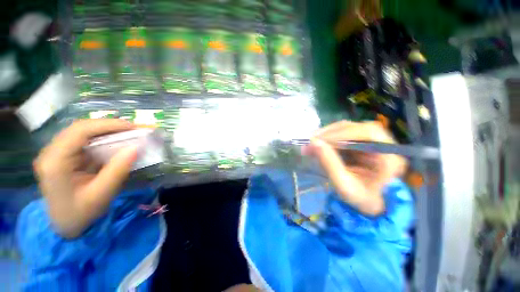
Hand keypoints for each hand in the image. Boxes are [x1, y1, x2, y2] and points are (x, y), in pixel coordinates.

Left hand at [33, 119, 137, 237]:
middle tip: (135, 129)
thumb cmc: (80, 214)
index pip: (80, 132)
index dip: (107, 125)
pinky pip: (86, 140)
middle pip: (81, 128)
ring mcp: (57, 152)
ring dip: (108, 131)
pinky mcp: (65, 155)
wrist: (65, 225)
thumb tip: (136, 148)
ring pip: (84, 132)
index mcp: (55, 162)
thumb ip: (117, 171)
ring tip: (130, 133)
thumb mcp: (101, 195)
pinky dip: (104, 138)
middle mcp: (52, 152)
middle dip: (110, 126)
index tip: (133, 127)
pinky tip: (117, 142)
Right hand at [302, 121, 406, 215]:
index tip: (317, 140)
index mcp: (390, 156)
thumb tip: (313, 142)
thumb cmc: (360, 198)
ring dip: (327, 134)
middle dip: (330, 133)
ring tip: (310, 142)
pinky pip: (343, 134)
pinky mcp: (361, 142)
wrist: (368, 202)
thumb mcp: (344, 185)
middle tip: (310, 140)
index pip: (367, 133)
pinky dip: (328, 138)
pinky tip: (317, 143)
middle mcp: (384, 144)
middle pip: (356, 127)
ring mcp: (372, 141)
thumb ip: (329, 163)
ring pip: (348, 129)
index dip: (340, 133)